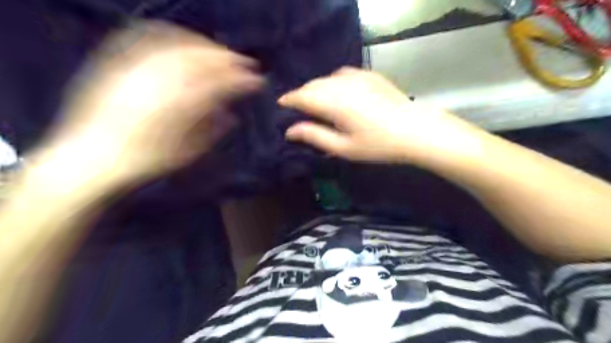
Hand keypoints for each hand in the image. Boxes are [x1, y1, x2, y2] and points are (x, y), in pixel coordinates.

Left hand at [44, 20, 259, 186]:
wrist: (91, 158)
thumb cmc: (146, 161)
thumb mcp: (187, 153)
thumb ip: (211, 131)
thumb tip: (231, 115)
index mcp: (181, 107)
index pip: (220, 85)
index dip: (242, 81)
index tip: (257, 81)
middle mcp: (161, 82)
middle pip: (202, 61)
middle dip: (229, 60)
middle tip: (246, 63)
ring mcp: (139, 69)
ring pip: (180, 46)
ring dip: (207, 46)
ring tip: (222, 52)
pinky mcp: (120, 63)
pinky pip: (149, 39)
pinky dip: (174, 35)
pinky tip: (186, 40)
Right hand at [278, 67, 484, 164]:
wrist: (415, 130)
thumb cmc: (378, 144)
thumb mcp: (343, 147)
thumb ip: (314, 136)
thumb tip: (290, 130)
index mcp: (333, 102)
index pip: (302, 96)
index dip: (289, 100)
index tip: (281, 105)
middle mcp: (341, 84)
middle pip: (312, 85)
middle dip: (301, 95)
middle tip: (297, 108)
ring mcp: (356, 76)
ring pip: (326, 78)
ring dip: (316, 88)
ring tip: (315, 102)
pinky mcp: (368, 75)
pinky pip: (341, 74)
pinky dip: (332, 82)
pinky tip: (337, 93)